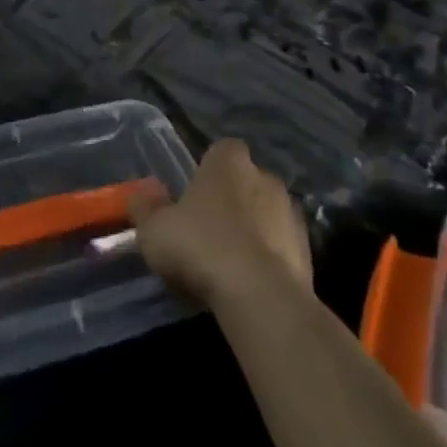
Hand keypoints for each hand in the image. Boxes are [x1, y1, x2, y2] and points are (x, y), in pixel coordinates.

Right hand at [129, 139, 310, 312]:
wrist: (260, 295)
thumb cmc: (201, 247)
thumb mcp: (155, 230)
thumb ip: (145, 209)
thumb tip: (139, 196)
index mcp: (229, 160)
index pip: (221, 151)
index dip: (207, 172)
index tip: (194, 198)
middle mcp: (264, 176)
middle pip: (246, 182)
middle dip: (233, 202)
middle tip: (209, 233)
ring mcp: (290, 212)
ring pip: (267, 214)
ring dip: (254, 231)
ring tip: (231, 264)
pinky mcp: (308, 250)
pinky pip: (282, 247)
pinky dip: (270, 259)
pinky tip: (252, 284)